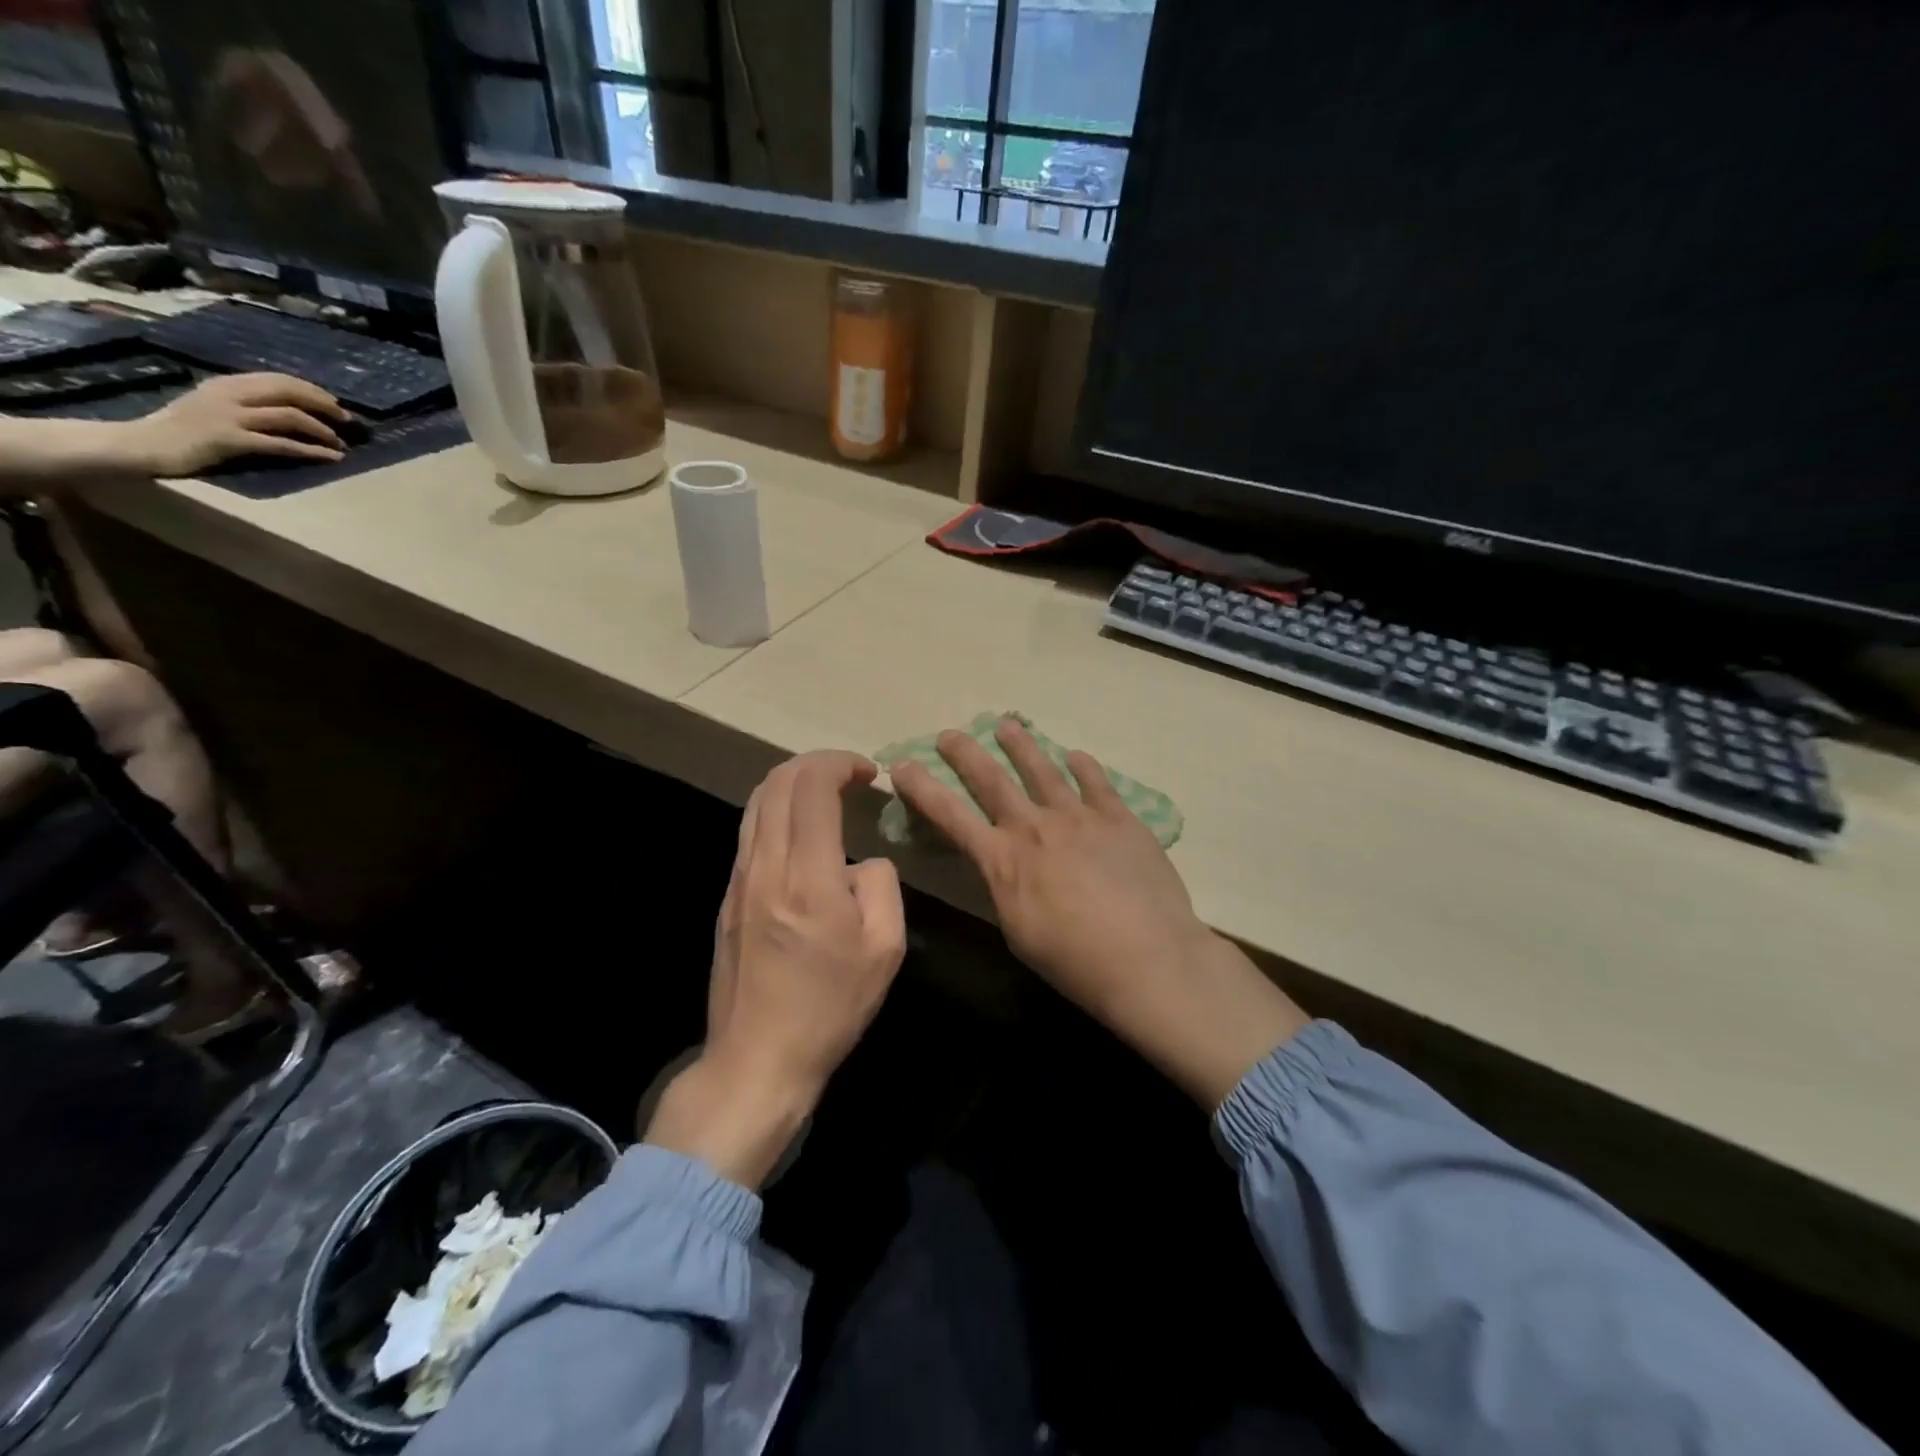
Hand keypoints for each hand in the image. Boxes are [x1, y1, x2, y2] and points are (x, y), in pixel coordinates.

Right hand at [124, 373, 352, 476]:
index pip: (277, 379)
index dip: (311, 390)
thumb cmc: (183, 430)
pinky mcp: (231, 440)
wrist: (143, 445)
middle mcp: (229, 395)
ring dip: (323, 430)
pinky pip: (282, 444)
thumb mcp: (215, 406)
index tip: (335, 403)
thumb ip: (246, 402)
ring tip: (342, 443)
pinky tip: (333, 457)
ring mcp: (229, 416)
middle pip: (288, 392)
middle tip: (348, 420)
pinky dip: (313, 451)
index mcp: (226, 384)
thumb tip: (288, 407)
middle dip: (324, 405)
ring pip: (290, 416)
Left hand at [645, 750, 906, 1187]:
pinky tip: (801, 831)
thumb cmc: (830, 1007)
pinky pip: (749, 832)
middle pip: (778, 783)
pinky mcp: (727, 897)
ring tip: (824, 792)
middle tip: (848, 774)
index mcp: (808, 877)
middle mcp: (766, 867)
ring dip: (791, 783)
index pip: (812, 788)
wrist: (758, 1059)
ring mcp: (738, 880)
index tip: (868, 773)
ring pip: (756, 804)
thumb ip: (881, 885)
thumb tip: (862, 860)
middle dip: (815, 763)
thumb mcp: (885, 949)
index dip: (839, 764)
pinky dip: (776, 811)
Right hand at [891, 717, 1307, 1107]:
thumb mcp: (1018, 931)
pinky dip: (1083, 767)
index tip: (902, 764)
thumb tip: (1004, 866)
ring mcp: (1079, 816)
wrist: (1148, 957)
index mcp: (1003, 860)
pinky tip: (1076, 756)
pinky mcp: (1119, 818)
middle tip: (951, 733)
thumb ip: (1006, 889)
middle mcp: (1035, 827)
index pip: (950, 815)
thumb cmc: (1075, 961)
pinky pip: (1096, 782)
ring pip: (1043, 770)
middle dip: (966, 754)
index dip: (923, 788)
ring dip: (1021, 746)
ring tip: (1007, 726)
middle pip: (992, 780)